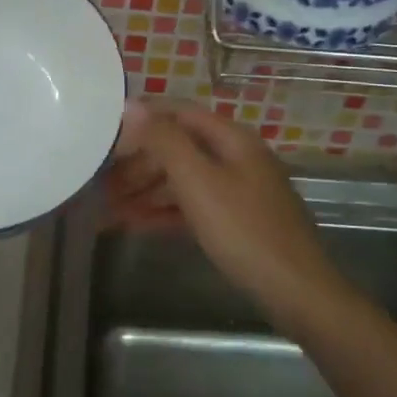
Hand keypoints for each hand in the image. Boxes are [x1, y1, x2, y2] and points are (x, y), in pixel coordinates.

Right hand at [105, 100, 348, 333]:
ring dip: (146, 190)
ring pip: (184, 180)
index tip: (105, 132)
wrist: (296, 291)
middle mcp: (236, 157)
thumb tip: (132, 105)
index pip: (179, 113)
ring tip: (108, 207)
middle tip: (100, 182)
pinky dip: (164, 212)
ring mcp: (239, 190)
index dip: (142, 118)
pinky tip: (134, 224)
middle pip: (179, 148)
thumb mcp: (198, 181)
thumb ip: (165, 141)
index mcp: (231, 139)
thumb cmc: (244, 230)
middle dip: (139, 163)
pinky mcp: (238, 221)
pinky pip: (193, 206)